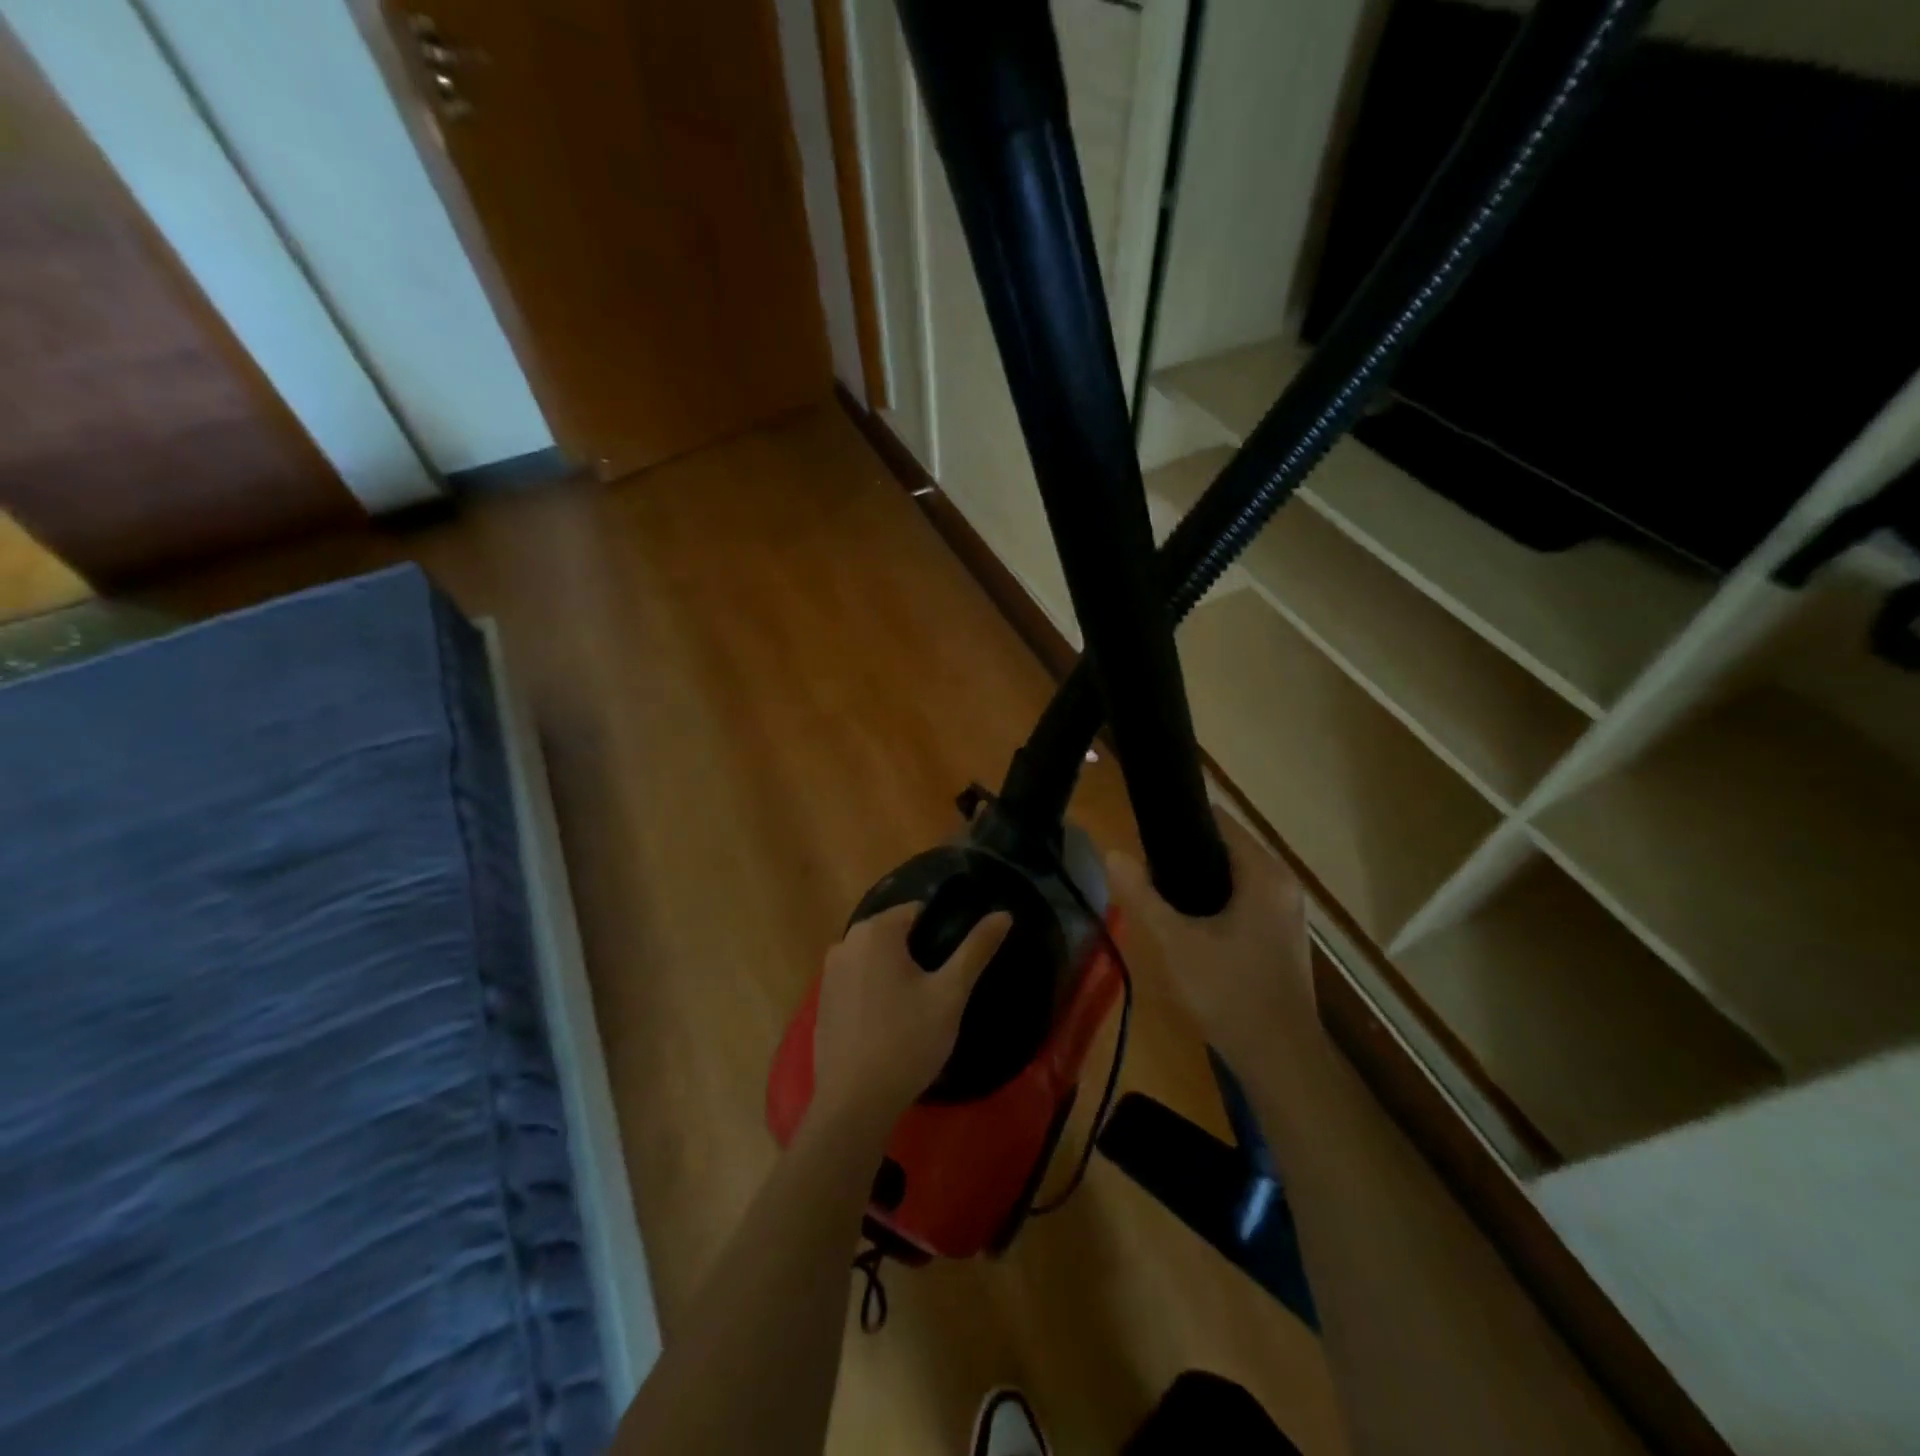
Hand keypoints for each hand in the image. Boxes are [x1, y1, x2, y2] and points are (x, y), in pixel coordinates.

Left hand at [811, 904, 1011, 1130]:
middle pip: (894, 934)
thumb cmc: (908, 1041)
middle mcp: (845, 942)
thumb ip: (976, 949)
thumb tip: (1004, 914)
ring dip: (897, 973)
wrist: (854, 1103)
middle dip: (918, 953)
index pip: (917, 911)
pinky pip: (857, 982)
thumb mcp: (950, 993)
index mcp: (876, 931)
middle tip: (940, 990)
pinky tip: (891, 1024)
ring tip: (919, 1009)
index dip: (941, 932)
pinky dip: (875, 992)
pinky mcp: (822, 1001)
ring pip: (875, 959)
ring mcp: (828, 972)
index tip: (954, 964)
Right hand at [1106, 808, 1316, 1073]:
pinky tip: (1185, 918)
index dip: (1180, 820)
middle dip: (1184, 851)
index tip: (1143, 830)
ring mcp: (1285, 910)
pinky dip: (1215, 898)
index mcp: (1264, 874)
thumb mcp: (1177, 944)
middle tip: (1142, 866)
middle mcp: (1282, 883)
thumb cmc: (1230, 994)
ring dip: (1198, 877)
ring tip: (1155, 888)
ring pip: (1234, 874)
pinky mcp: (1281, 933)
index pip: (1220, 821)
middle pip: (1226, 847)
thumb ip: (1143, 896)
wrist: (1281, 1060)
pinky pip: (1243, 897)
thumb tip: (1112, 853)